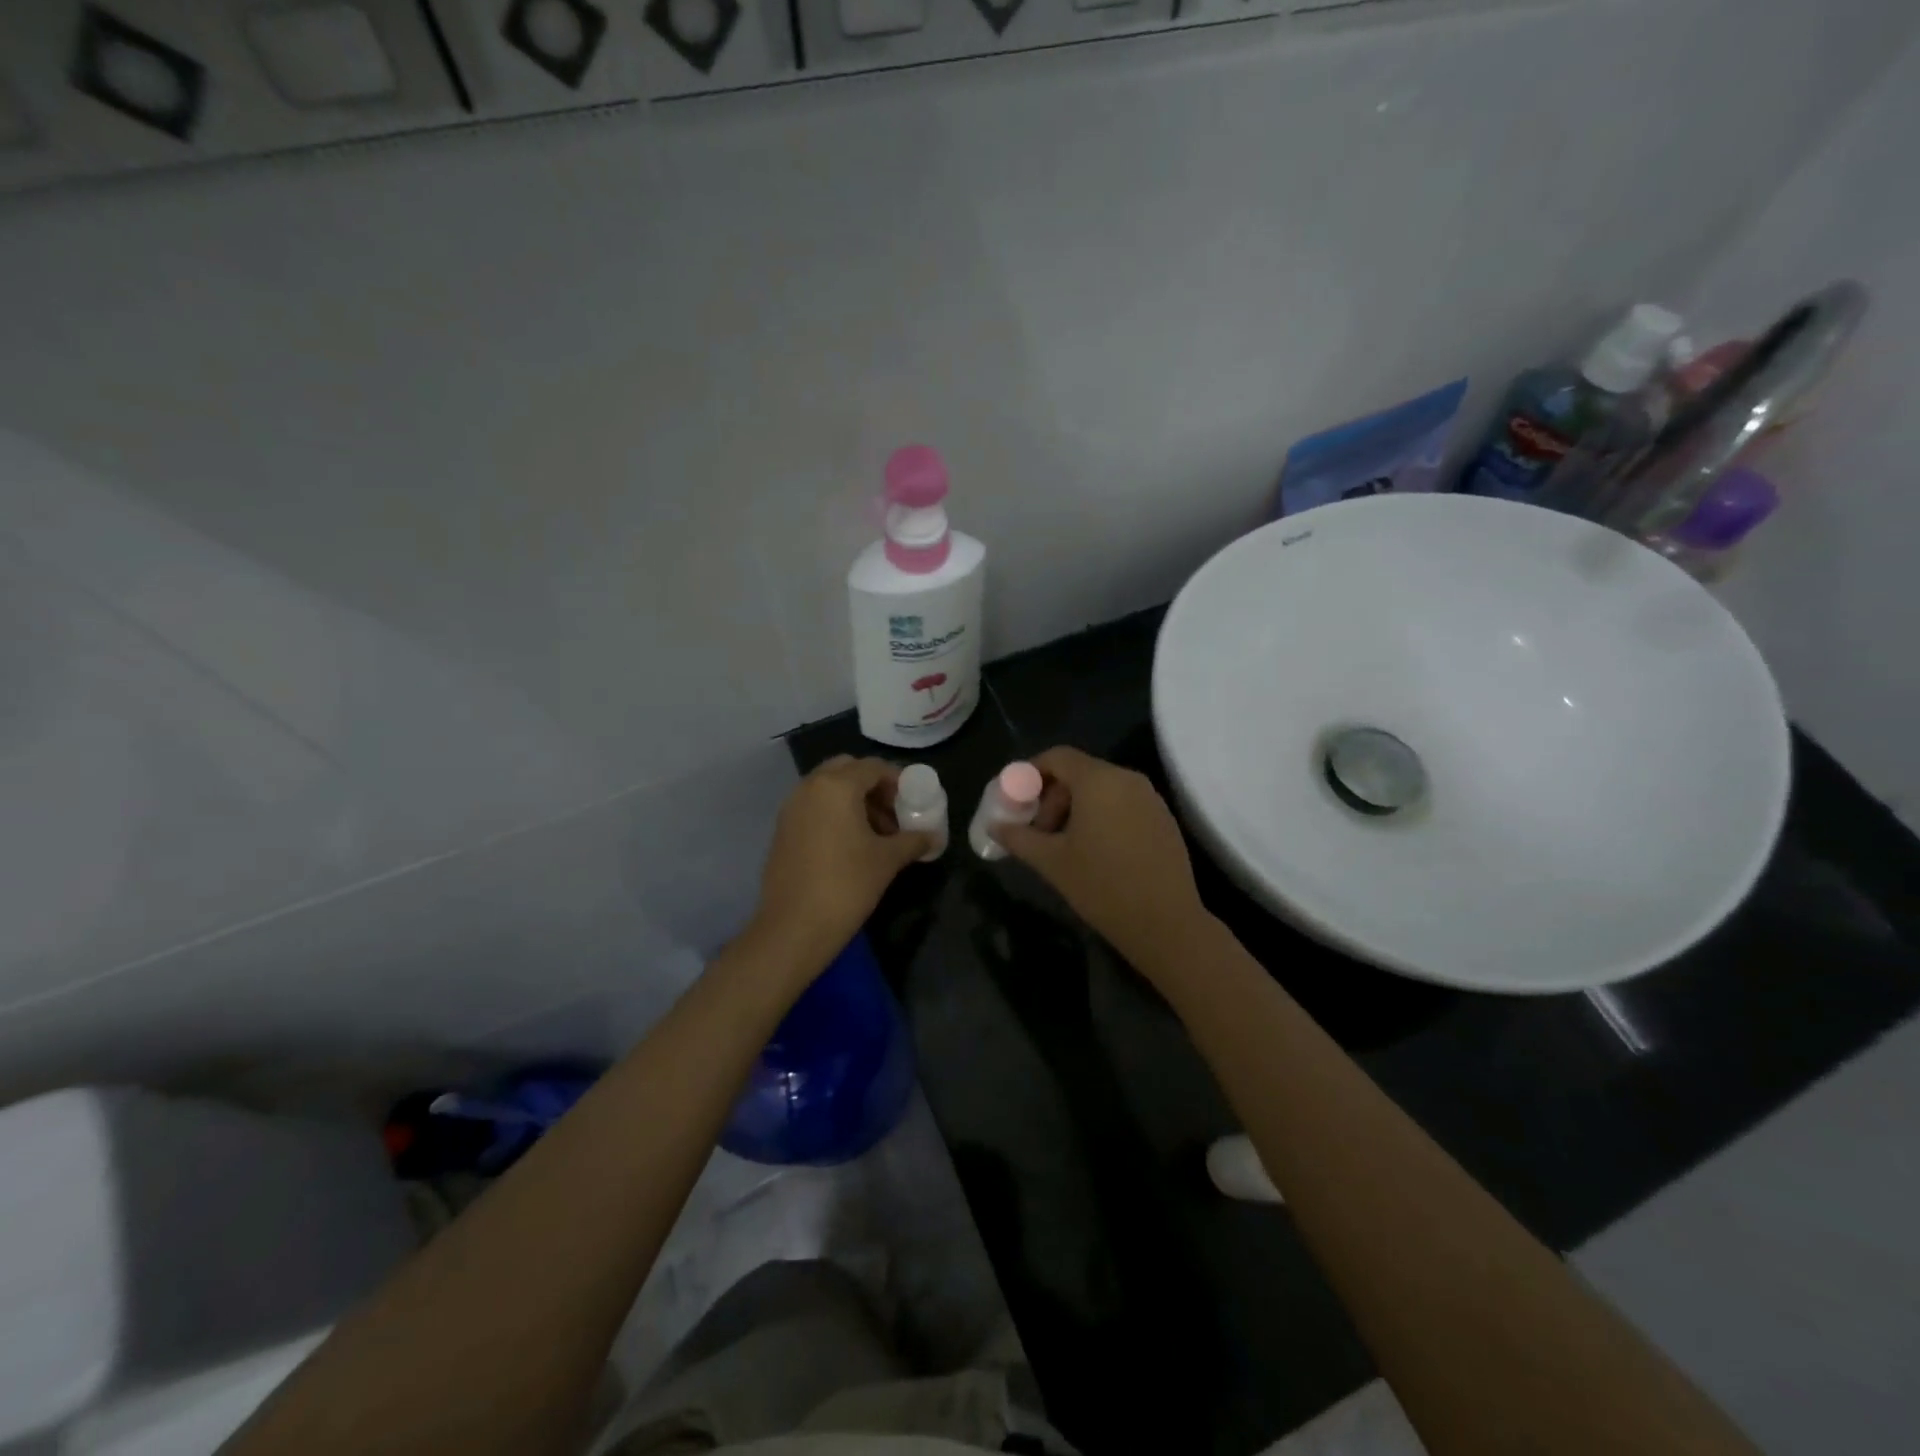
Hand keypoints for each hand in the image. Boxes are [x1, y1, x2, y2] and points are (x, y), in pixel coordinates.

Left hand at [746, 756, 931, 975]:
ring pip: (828, 789)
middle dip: (873, 787)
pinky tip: (851, 846)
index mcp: (836, 786)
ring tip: (877, 835)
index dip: (898, 781)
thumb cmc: (847, 885)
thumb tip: (934, 836)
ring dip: (854, 801)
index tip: (914, 802)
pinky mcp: (782, 830)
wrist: (794, 927)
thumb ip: (914, 840)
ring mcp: (791, 808)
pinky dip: (834, 815)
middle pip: (847, 771)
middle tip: (893, 813)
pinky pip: (814, 808)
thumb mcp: (888, 860)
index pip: (873, 767)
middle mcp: (809, 787)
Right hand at [992, 746, 1210, 971]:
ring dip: (1076, 808)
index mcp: (1098, 781)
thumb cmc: (1102, 886)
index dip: (1031, 773)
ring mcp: (1150, 799)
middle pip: (1080, 772)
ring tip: (1064, 845)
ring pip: (1103, 789)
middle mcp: (1127, 779)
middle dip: (1053, 796)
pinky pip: (1124, 804)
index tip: (1017, 801)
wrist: (1166, 923)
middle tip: (1039, 832)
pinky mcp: (1164, 819)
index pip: (1057, 757)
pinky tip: (1096, 852)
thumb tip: (995, 826)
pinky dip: (1102, 816)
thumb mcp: (1051, 862)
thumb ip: (1018, 837)